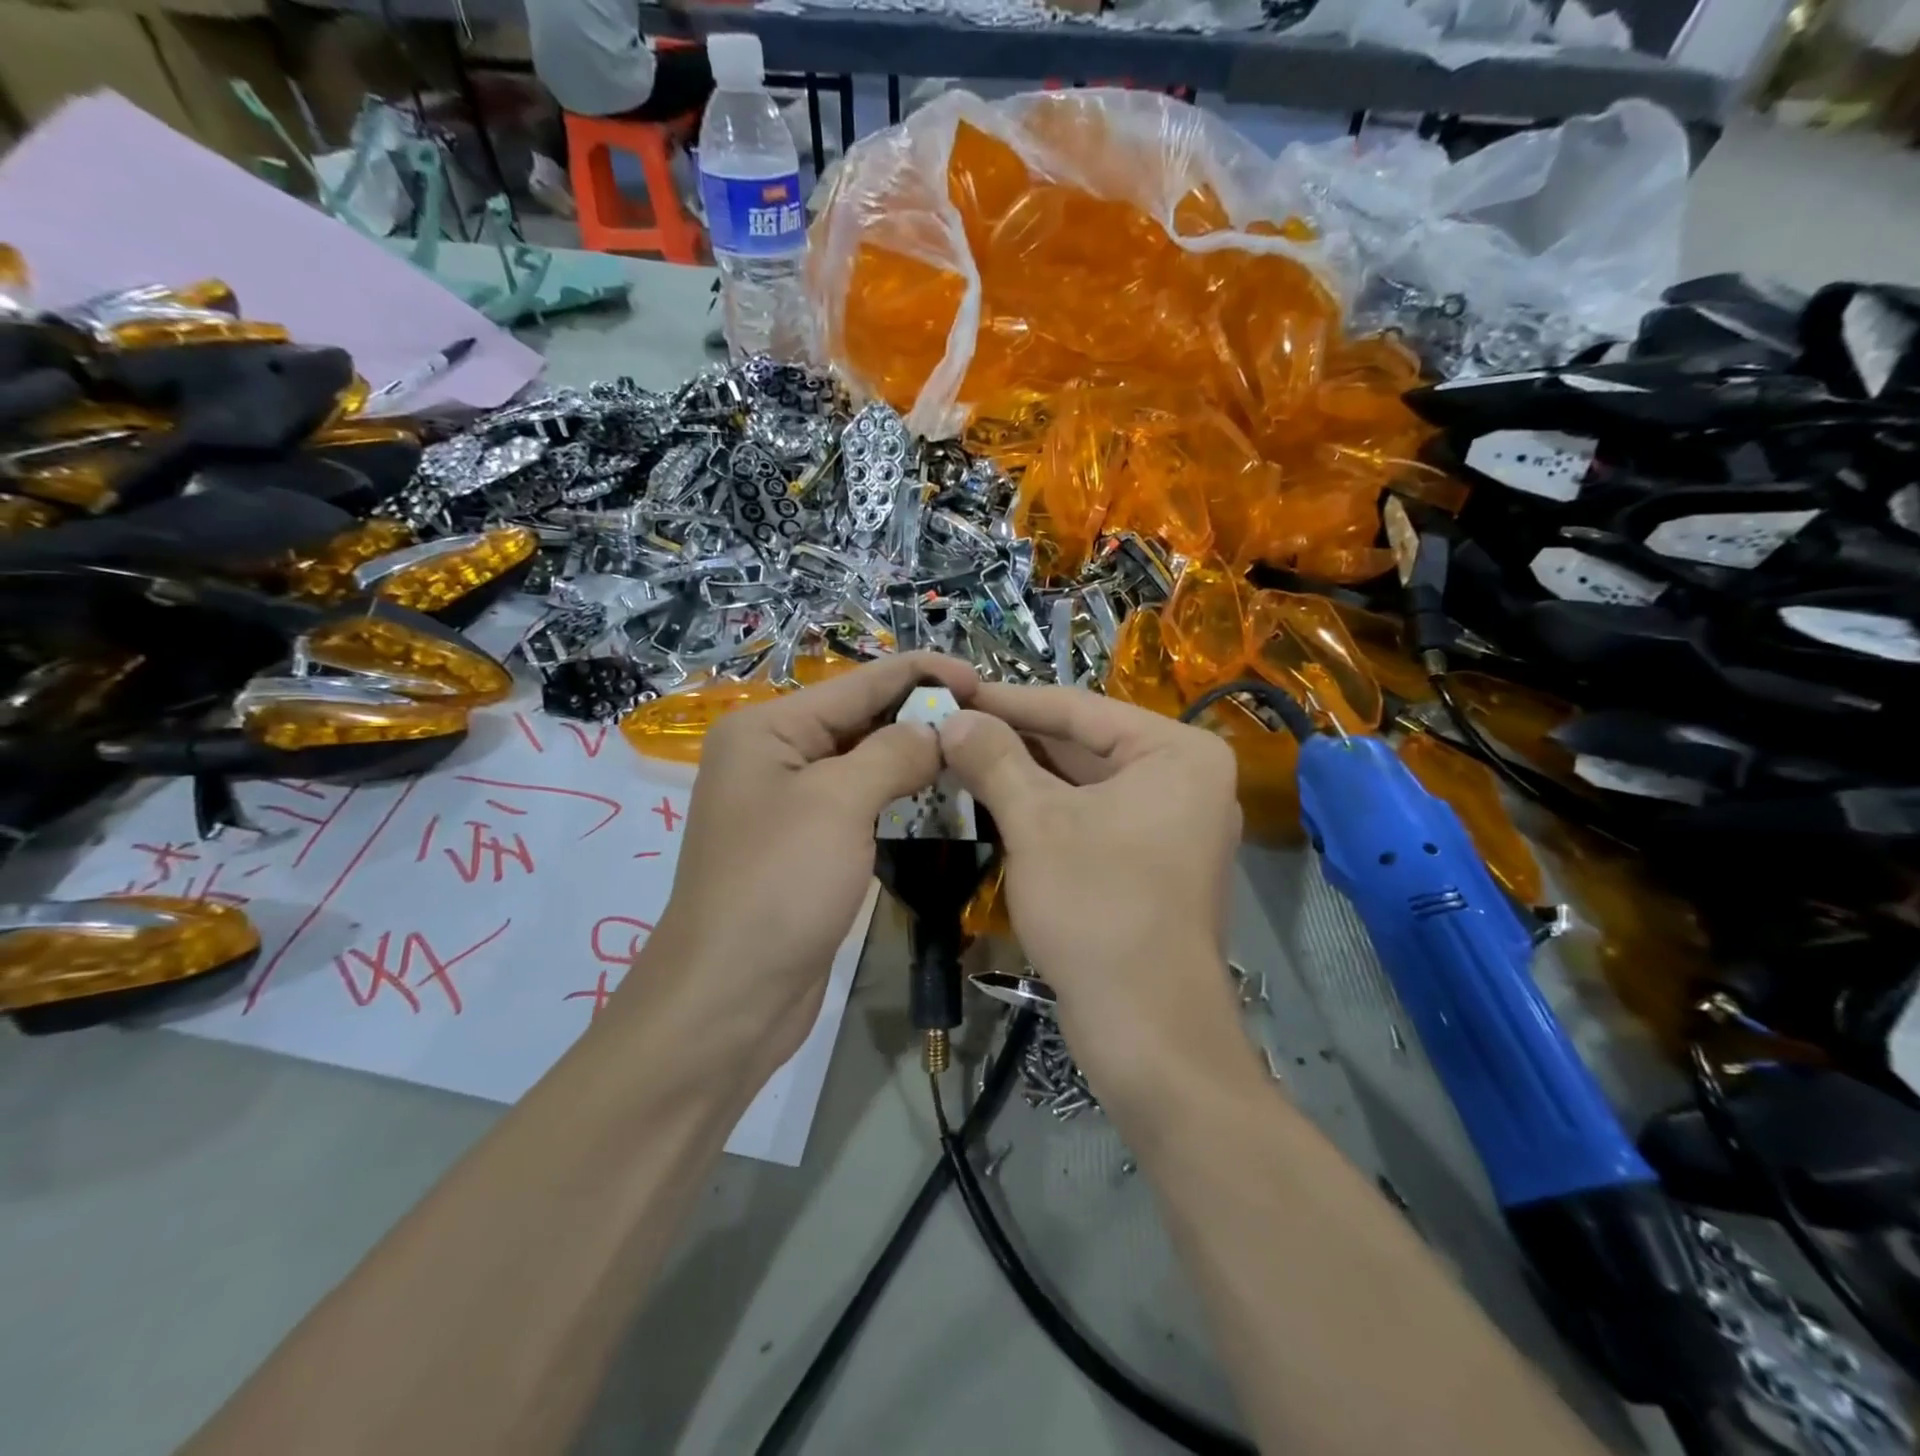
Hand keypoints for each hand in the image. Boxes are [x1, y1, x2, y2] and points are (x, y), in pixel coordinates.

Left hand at [629, 653, 978, 1076]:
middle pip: (859, 719)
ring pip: (862, 764)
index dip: (921, 674)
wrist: (730, 996)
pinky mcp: (806, 847)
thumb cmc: (780, 885)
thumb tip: (937, 731)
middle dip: (919, 716)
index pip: (858, 683)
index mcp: (767, 729)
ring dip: (912, 758)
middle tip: (987, 721)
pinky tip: (937, 797)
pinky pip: (858, 805)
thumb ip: (893, 753)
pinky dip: (896, 797)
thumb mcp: (839, 803)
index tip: (981, 679)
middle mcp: (773, 757)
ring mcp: (788, 805)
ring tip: (972, 754)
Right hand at [937, 685, 1245, 1097]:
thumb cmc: (1098, 910)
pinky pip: (1090, 817)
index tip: (954, 690)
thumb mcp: (1037, 823)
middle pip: (1083, 744)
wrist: (1148, 1029)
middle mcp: (1185, 779)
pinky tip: (993, 800)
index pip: (1079, 709)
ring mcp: (1172, 823)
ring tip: (959, 757)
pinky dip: (1044, 809)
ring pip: (1083, 783)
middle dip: (1013, 739)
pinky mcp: (1152, 862)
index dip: (1009, 700)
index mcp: (1178, 753)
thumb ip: (994, 759)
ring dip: (1022, 774)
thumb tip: (953, 717)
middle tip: (949, 726)